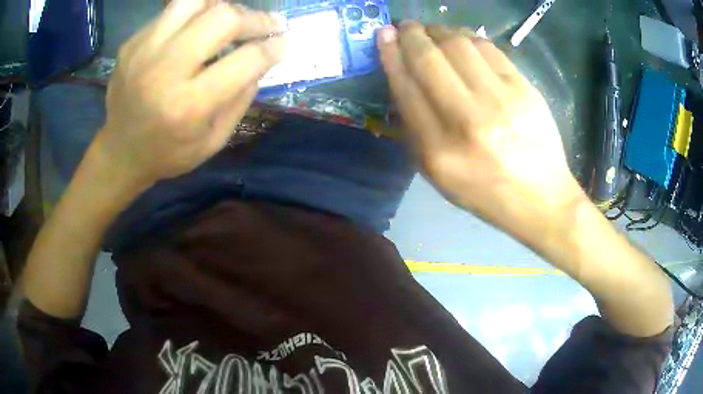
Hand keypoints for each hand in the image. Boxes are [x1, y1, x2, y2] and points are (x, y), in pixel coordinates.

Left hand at [99, 0, 285, 188]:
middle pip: (222, 18)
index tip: (283, 42)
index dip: (273, 46)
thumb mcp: (212, 141)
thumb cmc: (168, 153)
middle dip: (255, 18)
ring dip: (220, 7)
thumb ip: (241, 100)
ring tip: (228, 21)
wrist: (119, 152)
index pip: (245, 60)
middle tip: (267, 25)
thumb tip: (262, 60)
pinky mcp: (132, 43)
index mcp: (189, 105)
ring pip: (194, 2)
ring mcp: (144, 51)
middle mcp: (165, 70)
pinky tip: (196, 31)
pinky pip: (170, 13)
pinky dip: (193, 16)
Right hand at [378, 23, 584, 241]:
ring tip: (432, 31)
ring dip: (439, 31)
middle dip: (411, 34)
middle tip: (405, 26)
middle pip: (429, 59)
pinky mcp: (524, 88)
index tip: (384, 36)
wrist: (541, 197)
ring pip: (458, 45)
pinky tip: (461, 40)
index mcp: (440, 150)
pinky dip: (468, 37)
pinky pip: (488, 49)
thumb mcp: (439, 173)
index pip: (406, 87)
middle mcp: (468, 120)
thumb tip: (402, 77)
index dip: (391, 55)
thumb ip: (416, 128)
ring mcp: (501, 100)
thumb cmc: (486, 191)